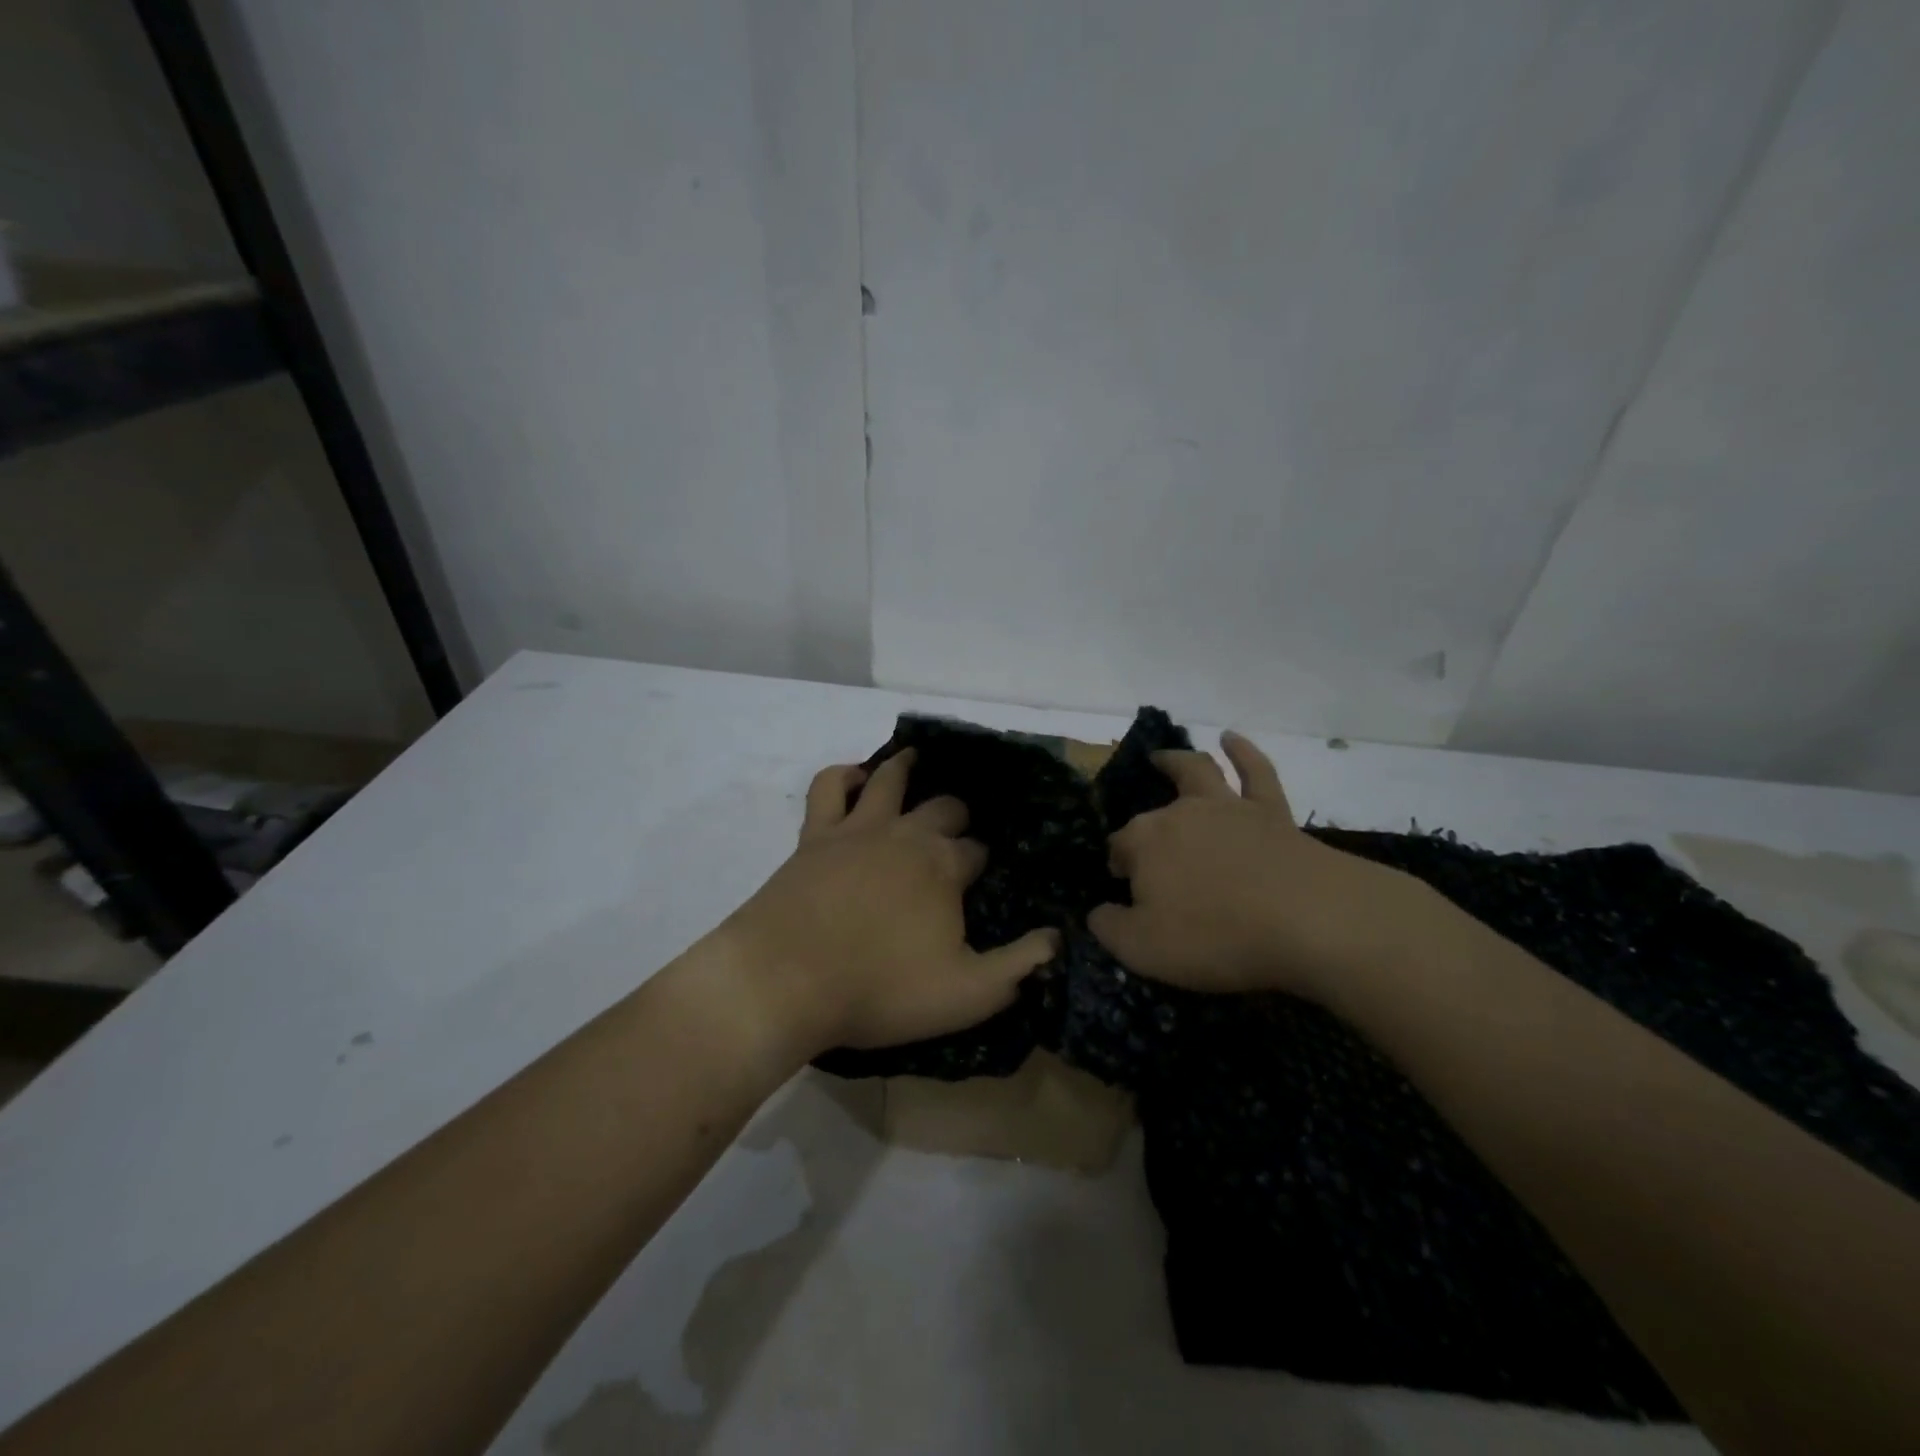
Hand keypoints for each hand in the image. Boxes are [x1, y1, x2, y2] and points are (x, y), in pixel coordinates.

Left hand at [717, 749, 1059, 1056]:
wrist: (785, 981)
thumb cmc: (879, 989)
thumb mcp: (966, 995)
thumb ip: (1018, 966)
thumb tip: (1056, 939)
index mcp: (944, 867)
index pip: (977, 851)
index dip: (982, 862)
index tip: (982, 877)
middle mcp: (906, 835)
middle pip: (944, 809)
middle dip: (957, 817)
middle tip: (958, 831)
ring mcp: (857, 829)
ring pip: (889, 780)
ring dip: (907, 769)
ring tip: (917, 761)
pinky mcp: (814, 835)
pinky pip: (828, 787)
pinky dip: (844, 775)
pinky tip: (853, 778)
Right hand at [1088, 731, 1430, 1002]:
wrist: (1307, 921)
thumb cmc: (1215, 937)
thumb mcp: (1142, 949)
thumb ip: (1109, 928)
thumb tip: (1098, 912)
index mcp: (1144, 843)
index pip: (1118, 849)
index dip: (1119, 867)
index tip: (1124, 890)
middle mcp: (1179, 813)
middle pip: (1151, 817)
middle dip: (1143, 831)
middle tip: (1147, 856)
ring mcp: (1227, 807)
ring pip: (1196, 772)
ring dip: (1176, 761)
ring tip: (1163, 756)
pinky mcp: (1271, 811)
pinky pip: (1256, 772)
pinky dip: (1242, 752)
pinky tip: (1231, 738)